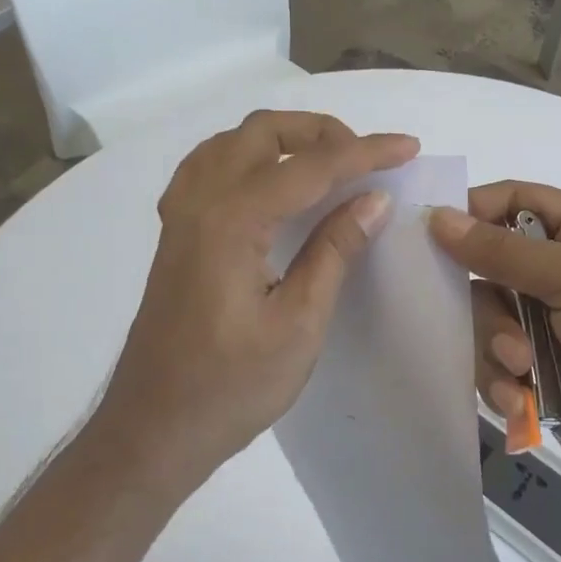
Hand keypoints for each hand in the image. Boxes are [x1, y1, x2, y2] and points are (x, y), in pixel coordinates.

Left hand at [96, 111, 419, 484]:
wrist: (152, 429)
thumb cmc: (231, 388)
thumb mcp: (298, 324)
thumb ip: (334, 251)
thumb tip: (375, 199)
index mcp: (232, 222)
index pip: (310, 166)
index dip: (365, 152)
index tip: (408, 146)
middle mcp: (200, 201)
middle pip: (263, 132)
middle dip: (321, 132)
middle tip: (365, 159)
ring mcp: (180, 215)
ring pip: (232, 141)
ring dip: (283, 138)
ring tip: (326, 164)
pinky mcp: (175, 232)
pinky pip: (210, 165)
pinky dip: (249, 156)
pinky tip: (269, 182)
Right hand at [431, 182, 560, 502]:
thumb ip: (505, 251)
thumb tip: (437, 217)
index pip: (516, 200)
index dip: (474, 210)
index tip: (431, 233)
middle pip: (491, 265)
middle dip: (490, 301)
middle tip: (508, 332)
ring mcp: (552, 326)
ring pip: (486, 319)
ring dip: (497, 346)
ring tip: (521, 371)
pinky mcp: (540, 374)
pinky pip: (494, 364)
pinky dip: (502, 382)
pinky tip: (520, 402)